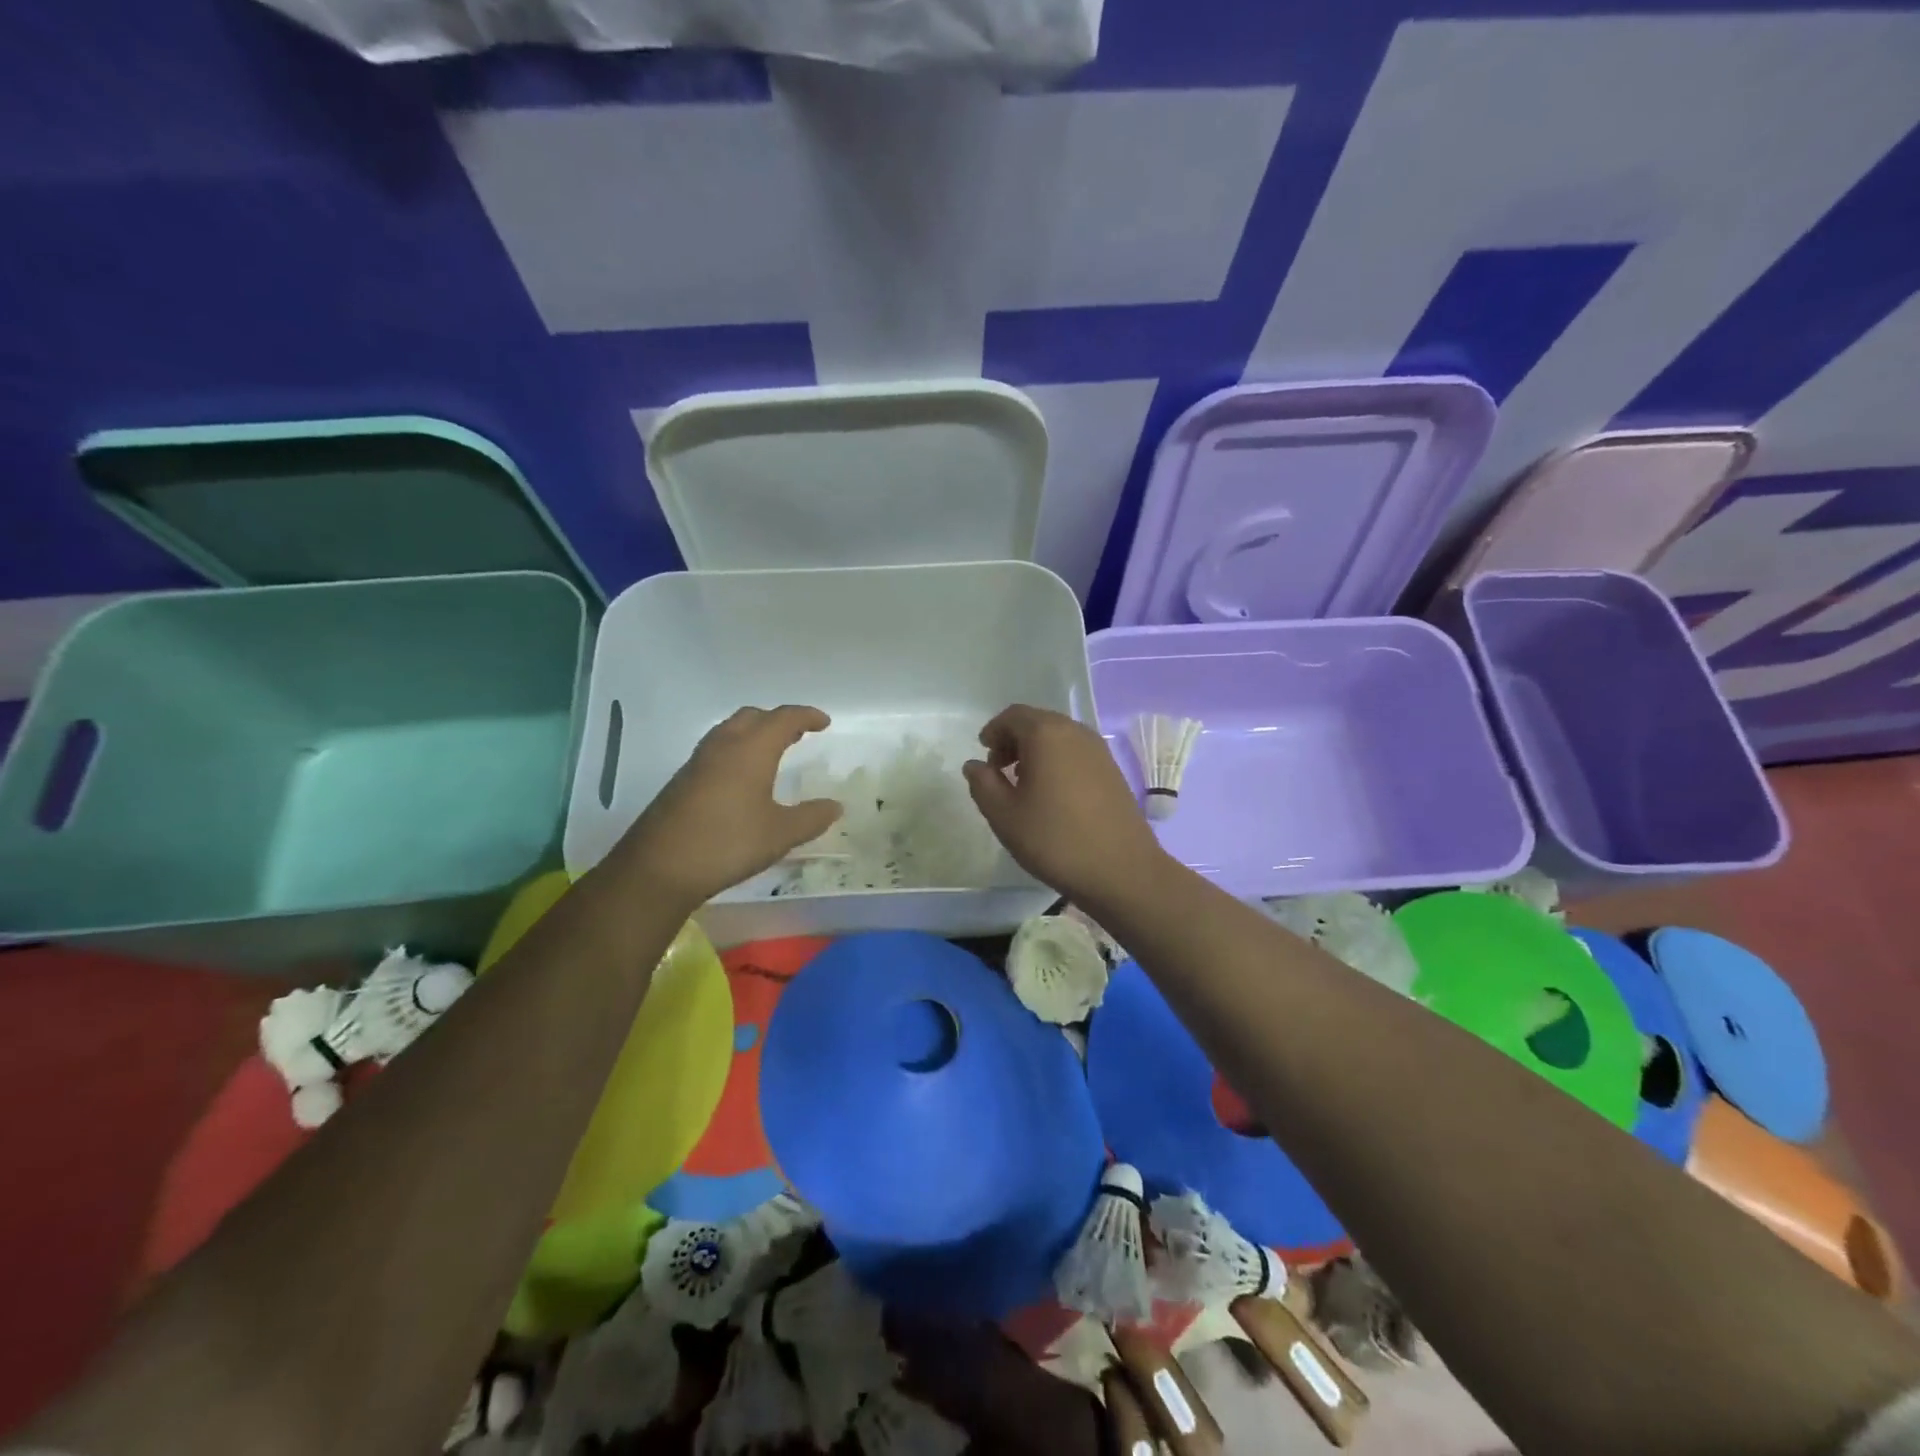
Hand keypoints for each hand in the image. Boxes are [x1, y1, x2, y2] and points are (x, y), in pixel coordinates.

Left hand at [612, 705, 840, 909]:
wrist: (659, 867)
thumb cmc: (728, 843)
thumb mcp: (780, 834)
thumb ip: (811, 818)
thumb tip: (835, 806)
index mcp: (751, 750)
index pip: (783, 718)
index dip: (806, 716)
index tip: (824, 723)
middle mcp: (724, 746)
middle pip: (753, 717)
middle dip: (778, 720)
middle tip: (798, 734)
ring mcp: (698, 762)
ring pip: (730, 730)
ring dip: (754, 733)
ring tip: (772, 752)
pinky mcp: (683, 780)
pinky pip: (716, 750)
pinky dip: (737, 750)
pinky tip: (742, 779)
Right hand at [962, 704, 1168, 906]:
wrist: (1121, 870)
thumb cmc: (1055, 840)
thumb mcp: (1004, 815)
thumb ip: (983, 784)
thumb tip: (975, 765)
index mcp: (1046, 734)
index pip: (1013, 716)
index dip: (993, 731)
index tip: (984, 756)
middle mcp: (1075, 732)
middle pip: (1037, 722)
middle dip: (1014, 740)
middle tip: (999, 770)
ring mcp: (1099, 750)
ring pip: (1058, 737)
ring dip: (1036, 751)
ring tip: (1023, 784)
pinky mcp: (1112, 770)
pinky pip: (1076, 752)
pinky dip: (1057, 761)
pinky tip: (1052, 794)